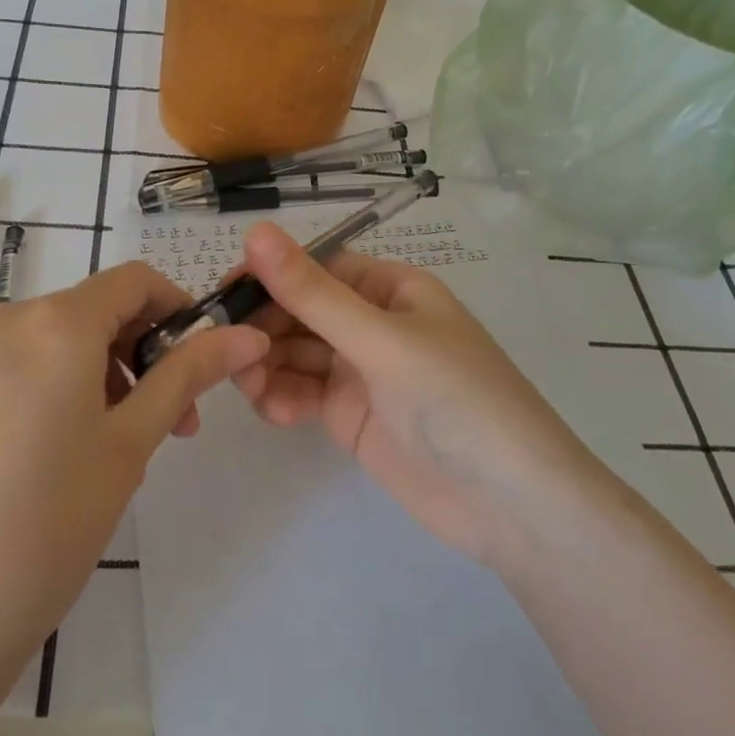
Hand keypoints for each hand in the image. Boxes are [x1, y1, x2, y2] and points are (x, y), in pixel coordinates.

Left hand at [0, 263, 268, 684]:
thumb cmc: (48, 525)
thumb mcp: (130, 444)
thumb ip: (187, 375)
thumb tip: (247, 335)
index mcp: (56, 322)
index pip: (135, 280)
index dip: (178, 310)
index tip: (201, 364)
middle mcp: (6, 320)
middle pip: (96, 311)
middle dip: (144, 354)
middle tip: (172, 425)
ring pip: (59, 341)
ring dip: (105, 375)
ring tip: (119, 452)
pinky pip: (22, 366)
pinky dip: (60, 388)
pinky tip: (63, 458)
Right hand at [233, 222, 598, 565]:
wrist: (510, 504)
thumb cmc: (455, 399)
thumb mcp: (381, 340)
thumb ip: (313, 293)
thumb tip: (254, 231)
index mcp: (392, 288)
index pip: (318, 268)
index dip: (271, 276)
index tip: (224, 292)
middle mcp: (373, 324)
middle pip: (302, 312)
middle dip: (264, 326)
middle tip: (225, 348)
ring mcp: (361, 372)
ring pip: (296, 354)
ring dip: (267, 363)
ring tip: (247, 383)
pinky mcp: (350, 416)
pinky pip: (304, 393)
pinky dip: (283, 398)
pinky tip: (274, 411)